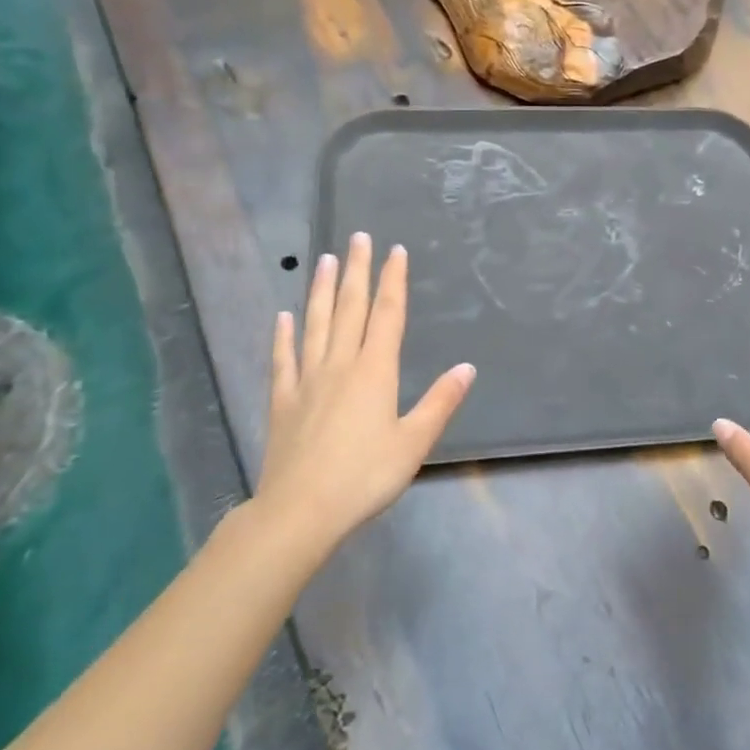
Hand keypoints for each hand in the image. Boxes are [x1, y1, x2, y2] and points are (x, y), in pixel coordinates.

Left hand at [252, 233, 475, 562]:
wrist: (300, 511)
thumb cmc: (365, 476)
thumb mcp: (414, 442)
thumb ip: (440, 402)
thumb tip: (467, 368)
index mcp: (375, 371)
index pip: (387, 315)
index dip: (393, 281)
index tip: (395, 251)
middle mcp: (340, 365)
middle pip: (350, 308)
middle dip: (357, 271)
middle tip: (357, 238)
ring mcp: (307, 381)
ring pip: (316, 325)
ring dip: (321, 291)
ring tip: (323, 261)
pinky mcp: (283, 402)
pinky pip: (283, 360)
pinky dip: (283, 337)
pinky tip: (283, 318)